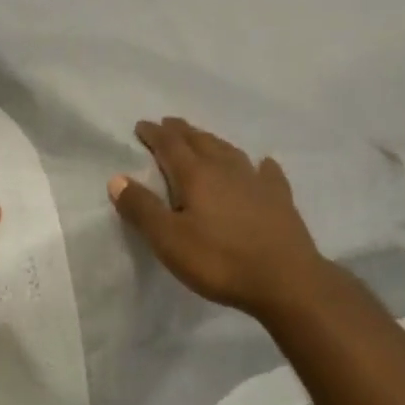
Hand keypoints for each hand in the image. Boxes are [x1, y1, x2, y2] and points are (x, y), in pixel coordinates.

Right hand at [108, 118, 324, 315]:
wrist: (287, 280)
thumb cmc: (220, 261)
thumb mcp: (169, 240)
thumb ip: (142, 208)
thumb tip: (117, 178)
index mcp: (196, 175)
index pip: (169, 145)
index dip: (154, 134)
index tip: (141, 125)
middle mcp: (226, 169)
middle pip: (200, 141)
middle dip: (181, 131)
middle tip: (168, 124)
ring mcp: (256, 181)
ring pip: (230, 151)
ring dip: (212, 141)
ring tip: (203, 139)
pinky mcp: (280, 199)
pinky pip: (267, 173)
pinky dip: (260, 165)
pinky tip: (263, 164)